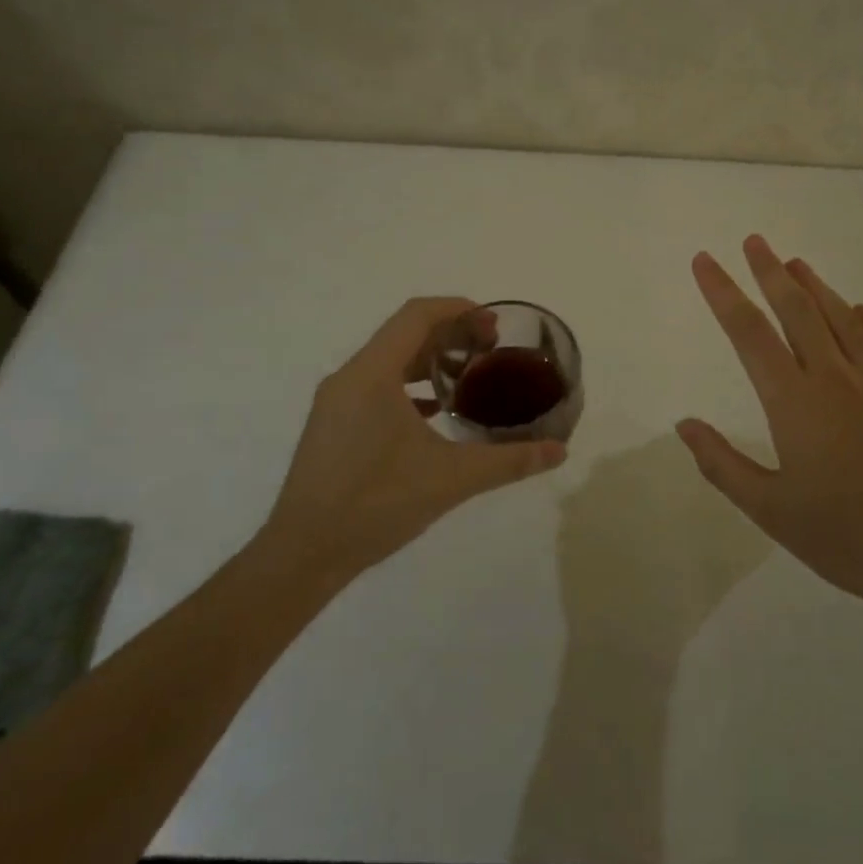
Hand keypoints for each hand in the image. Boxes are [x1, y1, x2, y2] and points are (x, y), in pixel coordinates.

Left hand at [251, 297, 567, 593]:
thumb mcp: (451, 479)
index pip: (417, 316)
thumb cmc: (375, 505)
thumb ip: (508, 461)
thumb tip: (560, 452)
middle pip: (404, 334)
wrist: (302, 554)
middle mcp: (350, 377)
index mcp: (372, 374)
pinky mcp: (333, 425)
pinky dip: (410, 386)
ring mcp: (337, 402)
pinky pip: (377, 386)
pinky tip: (437, 411)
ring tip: (470, 374)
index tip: (493, 324)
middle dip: (450, 333)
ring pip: (389, 361)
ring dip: (430, 359)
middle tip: (491, 348)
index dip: (458, 309)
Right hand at [676, 237, 862, 620]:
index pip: (748, 333)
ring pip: (840, 320)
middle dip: (771, 272)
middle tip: (754, 241)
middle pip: (797, 311)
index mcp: (794, 402)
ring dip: (815, 287)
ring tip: (796, 262)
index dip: (723, 293)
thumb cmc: (844, 537)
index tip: (705, 261)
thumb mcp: (769, 510)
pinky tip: (858, 310)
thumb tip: (684, 424)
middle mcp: (834, 379)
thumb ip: (722, 463)